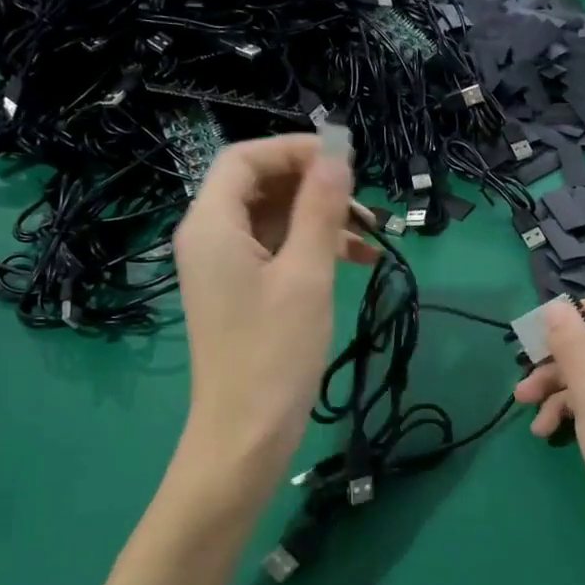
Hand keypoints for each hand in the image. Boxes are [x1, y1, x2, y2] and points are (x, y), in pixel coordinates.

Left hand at [173, 135, 378, 489]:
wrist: (246, 434)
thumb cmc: (274, 353)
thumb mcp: (306, 274)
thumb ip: (320, 208)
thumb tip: (336, 153)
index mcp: (212, 225)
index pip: (245, 159)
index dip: (294, 150)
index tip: (345, 160)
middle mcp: (211, 237)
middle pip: (260, 186)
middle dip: (314, 186)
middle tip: (364, 203)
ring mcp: (225, 266)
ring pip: (275, 219)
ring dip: (321, 218)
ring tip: (373, 234)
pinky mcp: (243, 291)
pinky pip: (278, 251)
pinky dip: (314, 248)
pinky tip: (359, 261)